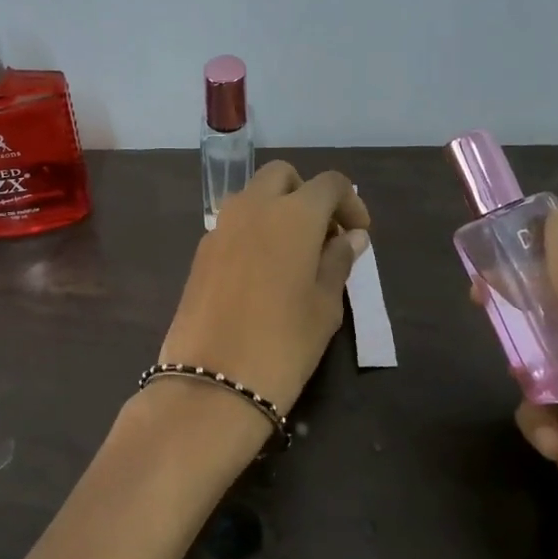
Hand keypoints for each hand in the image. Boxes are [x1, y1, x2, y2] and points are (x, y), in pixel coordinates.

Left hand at [159, 162, 369, 417]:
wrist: (213, 381)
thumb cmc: (284, 342)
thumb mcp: (325, 305)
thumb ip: (338, 261)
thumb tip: (351, 236)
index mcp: (292, 214)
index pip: (329, 183)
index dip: (350, 202)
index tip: (358, 234)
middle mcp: (252, 208)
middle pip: (282, 177)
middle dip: (306, 194)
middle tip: (323, 236)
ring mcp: (219, 228)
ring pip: (252, 197)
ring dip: (276, 210)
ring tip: (294, 255)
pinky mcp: (200, 253)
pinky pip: (232, 225)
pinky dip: (253, 232)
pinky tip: (262, 273)